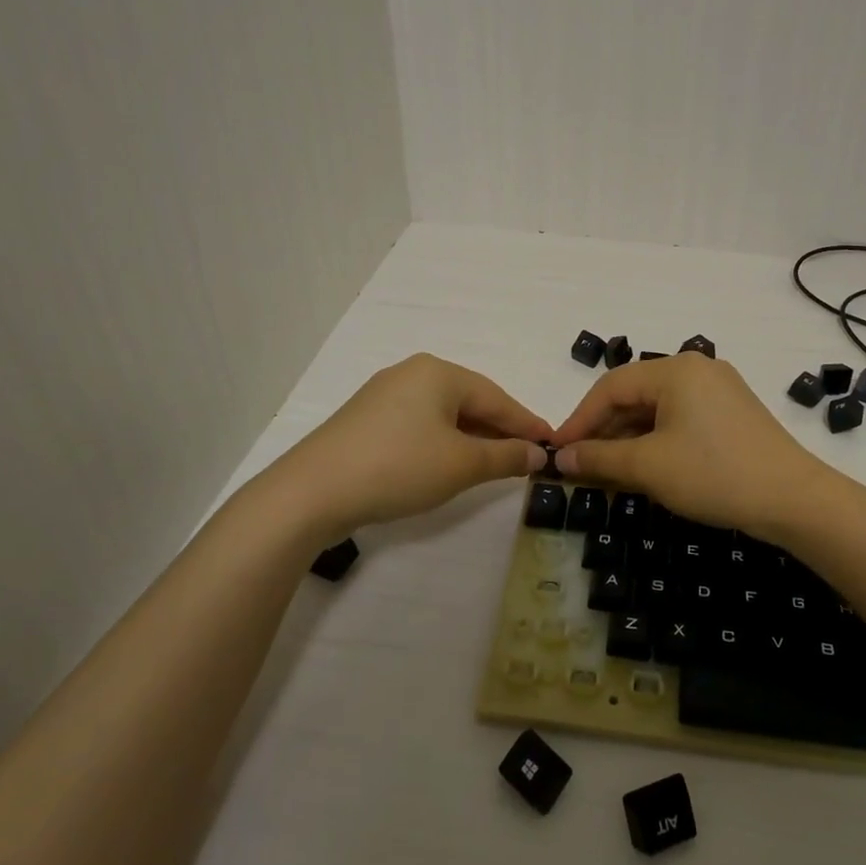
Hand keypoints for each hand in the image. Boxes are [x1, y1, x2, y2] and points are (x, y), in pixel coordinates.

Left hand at [273, 354, 550, 540]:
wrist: (312, 491)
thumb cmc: (398, 467)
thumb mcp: (461, 465)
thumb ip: (505, 457)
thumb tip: (538, 454)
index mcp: (439, 372)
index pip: (497, 398)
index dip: (527, 424)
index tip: (553, 443)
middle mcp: (412, 373)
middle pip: (471, 401)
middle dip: (499, 430)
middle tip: (527, 456)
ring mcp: (385, 394)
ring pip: (444, 414)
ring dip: (472, 438)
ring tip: (494, 463)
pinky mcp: (366, 419)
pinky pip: (420, 424)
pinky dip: (443, 442)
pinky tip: (450, 462)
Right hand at [547, 354, 830, 538]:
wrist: (794, 500)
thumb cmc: (715, 475)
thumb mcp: (650, 467)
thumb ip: (600, 459)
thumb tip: (560, 459)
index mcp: (676, 370)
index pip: (610, 387)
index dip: (579, 420)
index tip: (557, 451)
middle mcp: (697, 369)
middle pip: (635, 394)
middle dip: (603, 430)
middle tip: (579, 465)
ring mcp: (719, 390)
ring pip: (657, 409)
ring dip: (628, 438)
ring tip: (607, 471)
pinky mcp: (732, 413)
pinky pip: (680, 419)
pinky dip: (656, 440)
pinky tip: (644, 467)